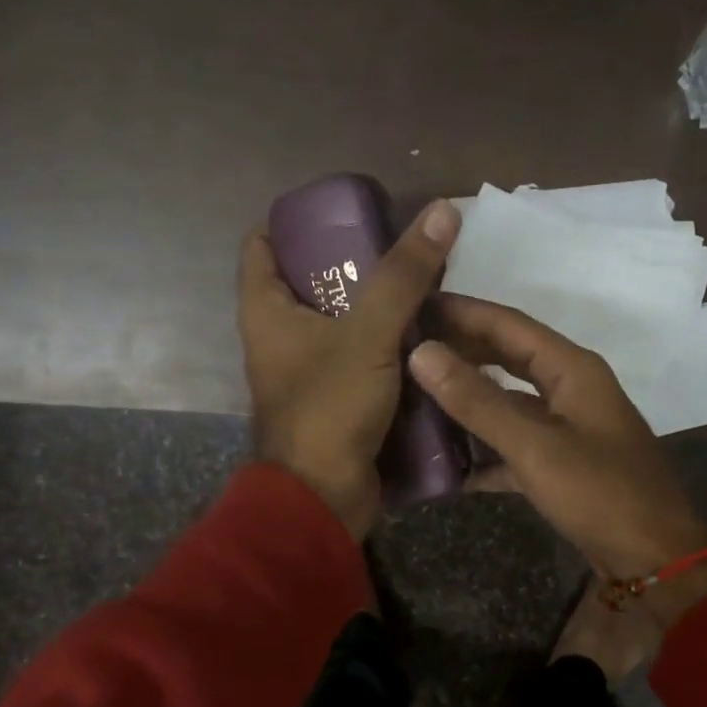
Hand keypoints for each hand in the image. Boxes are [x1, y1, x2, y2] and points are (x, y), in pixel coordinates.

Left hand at [238, 200, 459, 538]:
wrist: (323, 497)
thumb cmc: (329, 408)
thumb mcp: (368, 334)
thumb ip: (404, 276)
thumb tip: (443, 210)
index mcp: (266, 311)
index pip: (263, 244)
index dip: (296, 220)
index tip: (343, 209)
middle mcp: (279, 337)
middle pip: (310, 281)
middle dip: (352, 262)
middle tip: (401, 245)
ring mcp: (308, 372)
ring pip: (341, 323)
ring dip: (376, 306)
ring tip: (423, 283)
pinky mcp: (335, 400)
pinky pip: (360, 359)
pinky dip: (386, 346)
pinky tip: (426, 335)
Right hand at [408, 295, 706, 626]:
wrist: (654, 558)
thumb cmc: (600, 493)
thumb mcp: (534, 446)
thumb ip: (478, 401)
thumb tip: (423, 353)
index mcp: (572, 369)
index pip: (509, 325)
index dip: (463, 311)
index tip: (417, 303)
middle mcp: (571, 388)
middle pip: (508, 358)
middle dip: (462, 352)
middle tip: (409, 347)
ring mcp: (568, 427)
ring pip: (509, 402)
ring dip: (469, 401)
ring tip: (418, 397)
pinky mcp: (562, 463)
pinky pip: (515, 443)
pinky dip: (485, 449)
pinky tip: (448, 462)